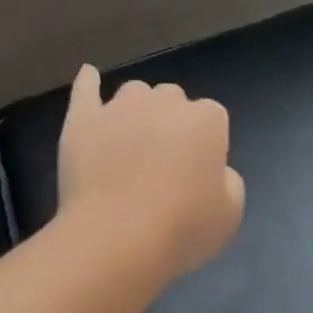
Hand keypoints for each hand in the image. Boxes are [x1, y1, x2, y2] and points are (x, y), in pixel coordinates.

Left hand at [56, 65, 244, 278]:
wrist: (116, 237)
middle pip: (172, 100)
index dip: (203, 146)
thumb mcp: (229, 213)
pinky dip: (88, 82)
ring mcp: (119, 107)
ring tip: (128, 143)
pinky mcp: (82, 119)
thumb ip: (227, 180)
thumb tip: (212, 169)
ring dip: (136, 110)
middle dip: (170, 123)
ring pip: (134, 93)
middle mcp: (165, 101)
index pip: (212, 119)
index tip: (194, 175)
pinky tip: (89, 76)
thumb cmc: (182, 229)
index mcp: (207, 119)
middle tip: (161, 163)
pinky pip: (85, 89)